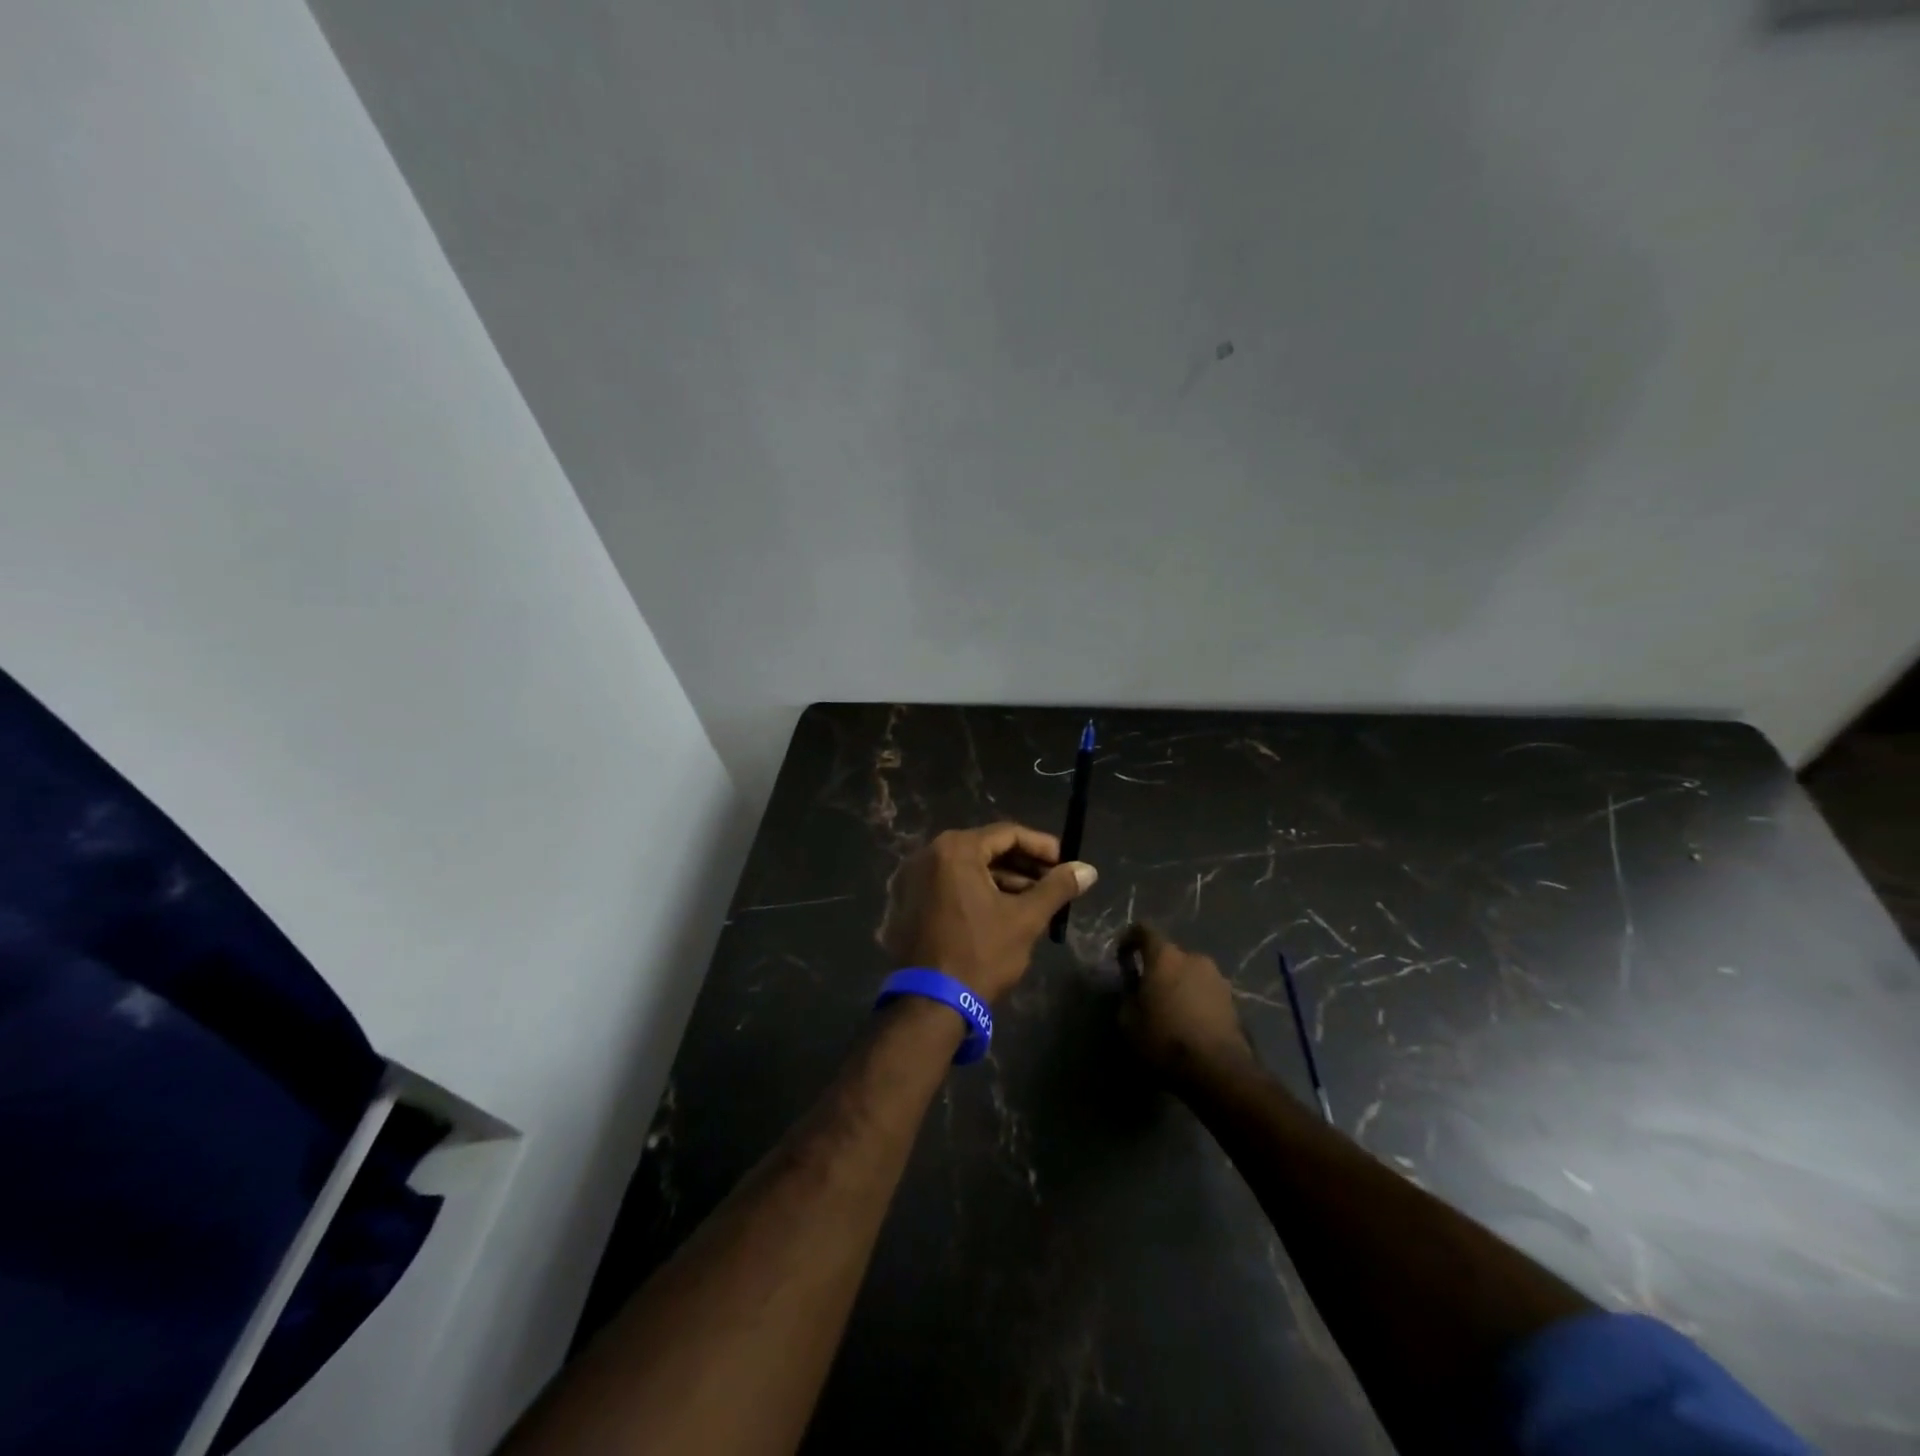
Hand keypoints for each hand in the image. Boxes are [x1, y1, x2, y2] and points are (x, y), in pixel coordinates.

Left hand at [879, 824, 1096, 1002]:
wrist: (930, 1003)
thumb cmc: (981, 954)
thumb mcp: (1026, 919)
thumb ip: (1057, 888)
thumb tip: (1088, 869)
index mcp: (955, 849)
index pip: (1007, 833)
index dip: (1041, 846)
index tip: (1065, 863)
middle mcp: (928, 854)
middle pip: (986, 848)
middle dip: (1023, 865)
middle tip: (1053, 882)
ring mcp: (912, 879)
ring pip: (967, 868)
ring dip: (1002, 880)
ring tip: (1034, 900)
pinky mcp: (907, 902)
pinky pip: (949, 885)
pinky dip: (976, 891)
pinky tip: (1001, 911)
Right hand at [1116, 923, 1255, 1084]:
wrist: (1217, 1070)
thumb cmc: (1164, 1039)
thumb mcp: (1128, 1021)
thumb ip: (1128, 997)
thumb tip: (1136, 992)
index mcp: (1165, 956)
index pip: (1144, 930)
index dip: (1130, 939)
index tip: (1122, 958)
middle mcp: (1194, 958)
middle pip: (1170, 955)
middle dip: (1158, 970)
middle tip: (1147, 994)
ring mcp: (1218, 979)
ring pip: (1191, 974)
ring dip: (1179, 986)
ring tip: (1171, 1013)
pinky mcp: (1234, 1002)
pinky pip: (1206, 993)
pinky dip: (1196, 1002)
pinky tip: (1189, 1026)